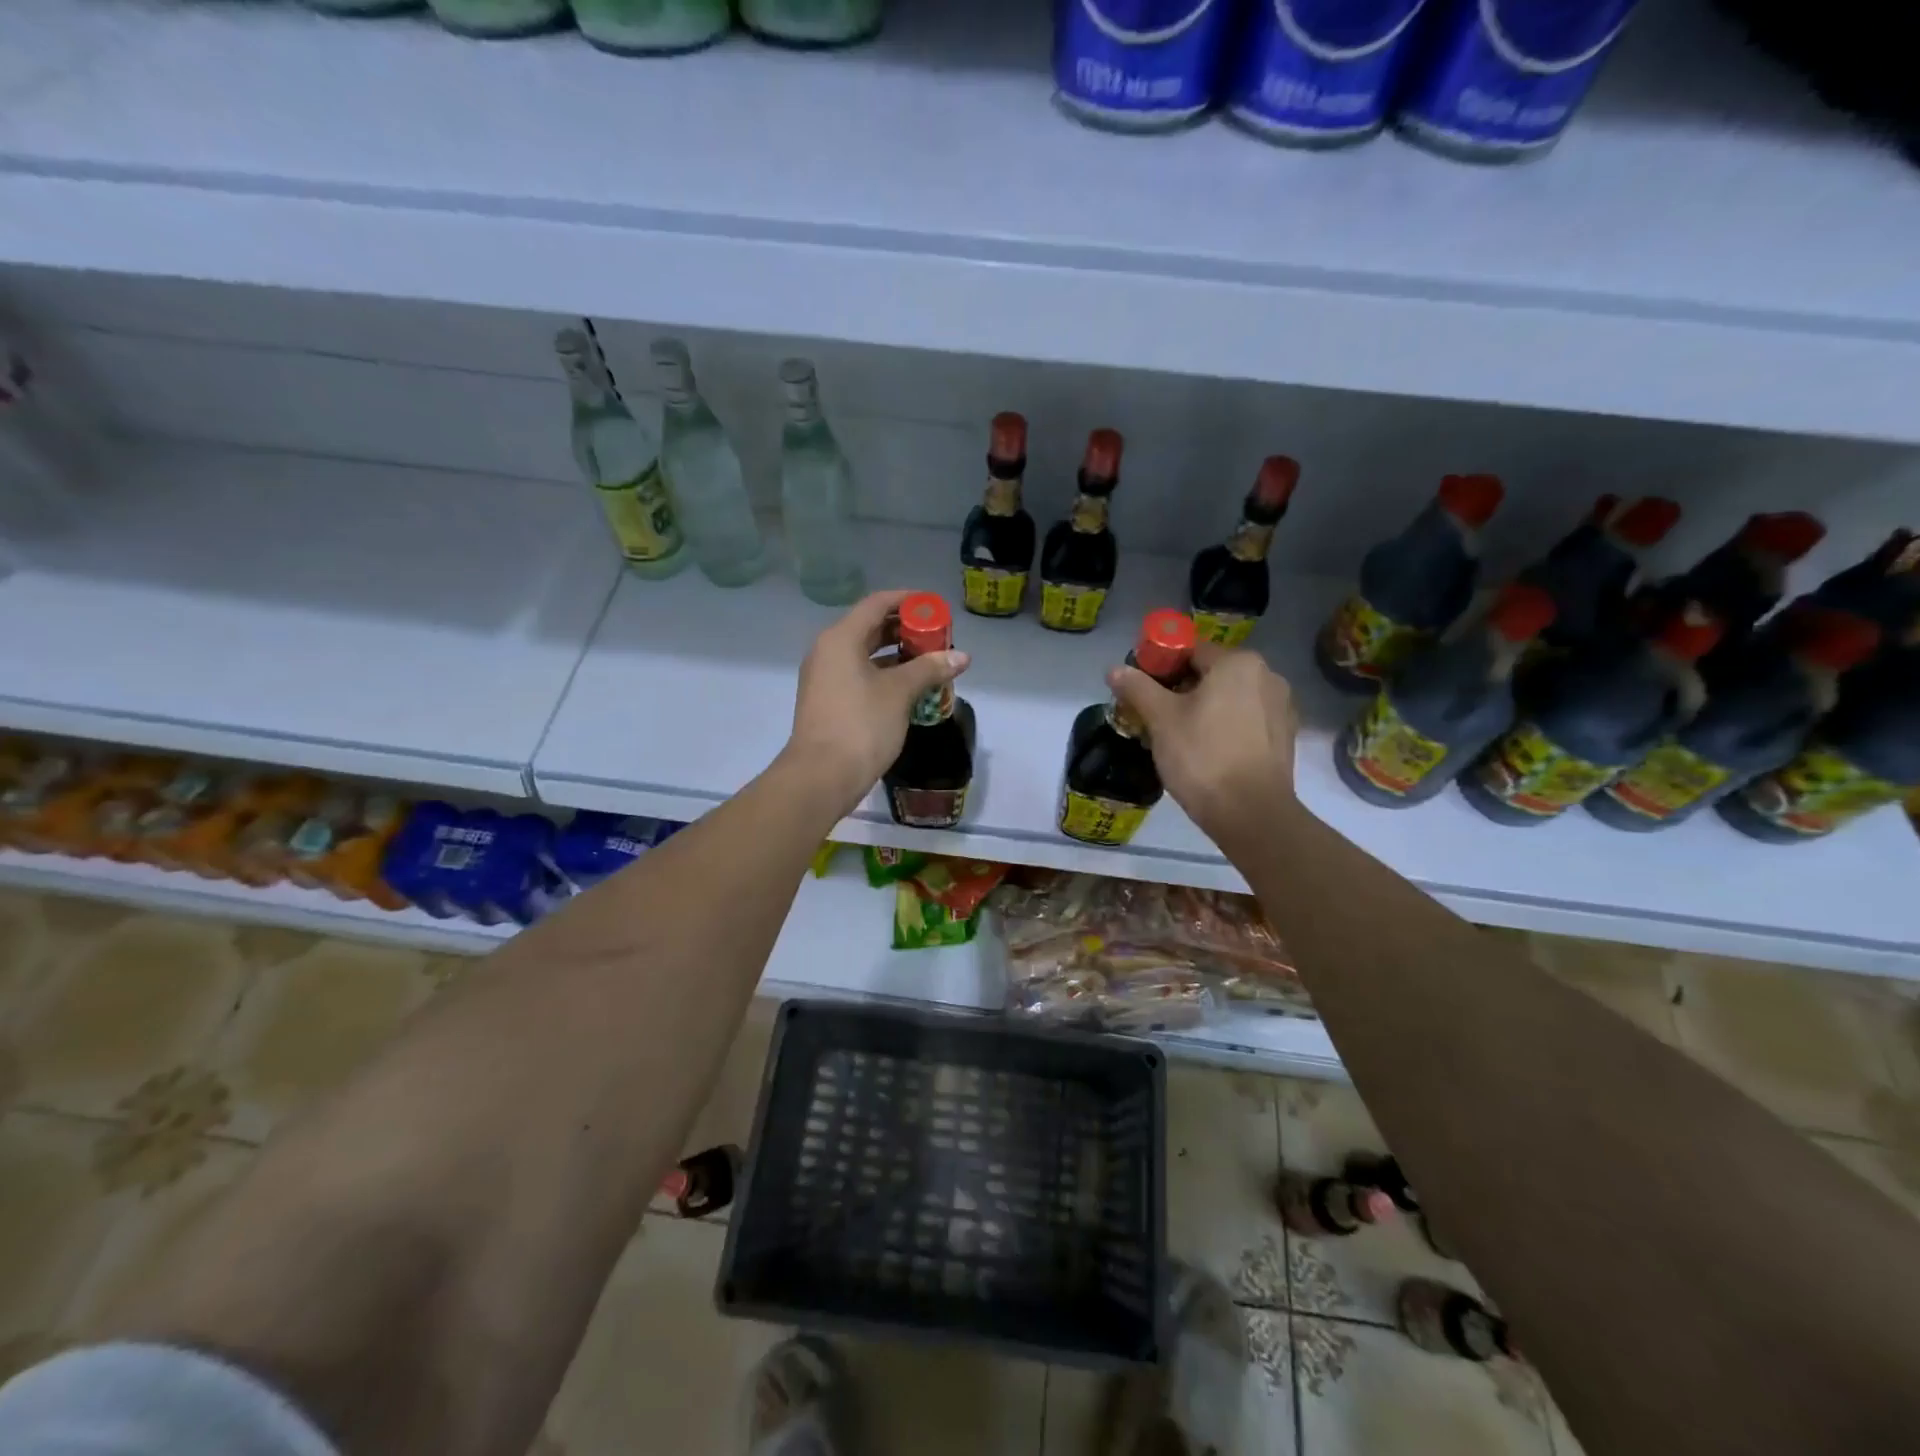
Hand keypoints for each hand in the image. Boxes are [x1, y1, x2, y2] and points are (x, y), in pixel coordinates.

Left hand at [784, 591, 970, 817]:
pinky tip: (912, 688)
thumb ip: (930, 668)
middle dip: (906, 630)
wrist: (821, 776)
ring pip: (866, 654)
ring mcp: (826, 677)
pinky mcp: (830, 701)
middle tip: (939, 638)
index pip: (877, 604)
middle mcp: (829, 651)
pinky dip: (886, 675)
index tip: (935, 607)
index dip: (908, 600)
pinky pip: (861, 675)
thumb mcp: (900, 693)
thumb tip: (962, 656)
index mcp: (841, 639)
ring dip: (899, 655)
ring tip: (932, 662)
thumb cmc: (861, 725)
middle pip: (871, 627)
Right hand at [1108, 644, 1298, 849]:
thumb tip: (1114, 669)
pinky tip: (1208, 752)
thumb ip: (1137, 688)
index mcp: (1237, 662)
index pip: (1189, 651)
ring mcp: (1281, 707)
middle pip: (1212, 674)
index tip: (1142, 692)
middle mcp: (1267, 675)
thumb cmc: (1202, 757)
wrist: (1251, 814)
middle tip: (1155, 717)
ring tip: (1180, 738)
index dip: (1160, 668)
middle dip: (1181, 690)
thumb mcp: (1161, 720)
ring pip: (1230, 698)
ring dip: (1204, 709)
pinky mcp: (1285, 736)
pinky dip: (1226, 727)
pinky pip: (1247, 720)